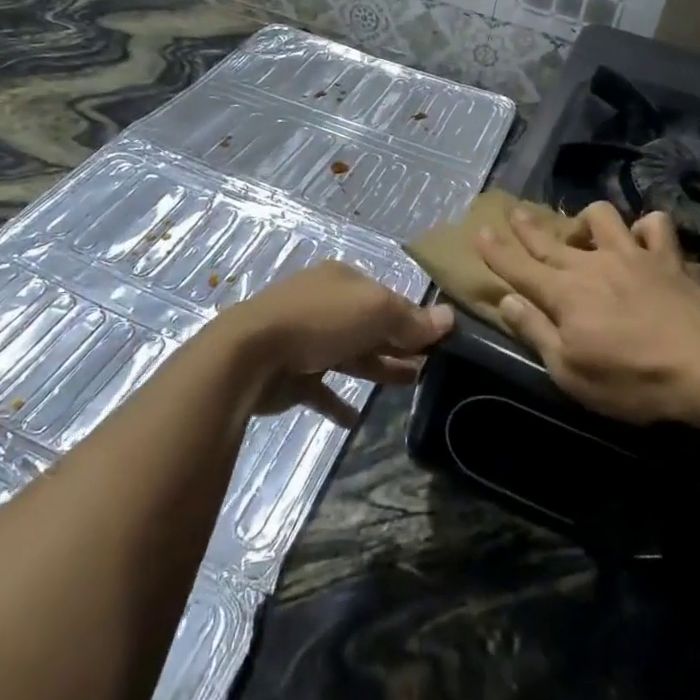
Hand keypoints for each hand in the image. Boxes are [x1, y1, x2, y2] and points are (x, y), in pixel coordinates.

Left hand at [219, 261, 452, 426]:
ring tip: (410, 386)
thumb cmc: (319, 321)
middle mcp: (324, 304)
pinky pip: (322, 389)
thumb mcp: (375, 311)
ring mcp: (305, 339)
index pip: (388, 297)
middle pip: (370, 325)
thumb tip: (449, 318)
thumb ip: (411, 318)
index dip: (414, 318)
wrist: (250, 355)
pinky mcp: (292, 374)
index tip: (439, 342)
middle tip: (430, 367)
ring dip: (379, 368)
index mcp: (343, 281)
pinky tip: (356, 418)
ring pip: (351, 354)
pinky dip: (339, 402)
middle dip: (399, 344)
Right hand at [478, 202, 699, 424]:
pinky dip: (646, 229)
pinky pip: (655, 226)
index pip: (519, 267)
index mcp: (564, 293)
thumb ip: (536, 332)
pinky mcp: (668, 258)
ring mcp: (632, 255)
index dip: (496, 251)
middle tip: (514, 212)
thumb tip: (508, 301)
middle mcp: (592, 264)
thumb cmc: (632, 380)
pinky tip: (642, 240)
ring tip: (585, 235)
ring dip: (588, 222)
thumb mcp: (570, 371)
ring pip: (602, 217)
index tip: (480, 232)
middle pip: (551, 240)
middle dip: (527, 227)